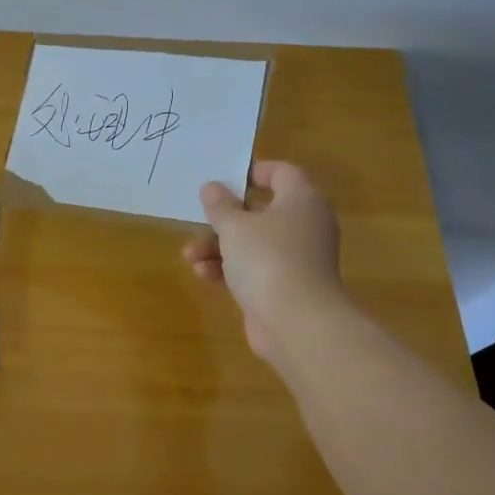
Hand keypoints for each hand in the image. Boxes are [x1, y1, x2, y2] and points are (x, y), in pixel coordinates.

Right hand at [183, 161, 344, 362]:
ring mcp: (296, 258)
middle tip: (202, 218)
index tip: (224, 179)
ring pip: (253, 242)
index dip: (253, 172)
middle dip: (225, 218)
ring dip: (219, 246)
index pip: (282, 172)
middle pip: (261, 211)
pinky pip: (254, 268)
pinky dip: (230, 269)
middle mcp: (304, 225)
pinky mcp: (285, 286)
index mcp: (301, 200)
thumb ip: (219, 205)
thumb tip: (212, 187)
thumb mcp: (234, 226)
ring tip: (190, 255)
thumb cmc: (267, 259)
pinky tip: (204, 274)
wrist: (296, 323)